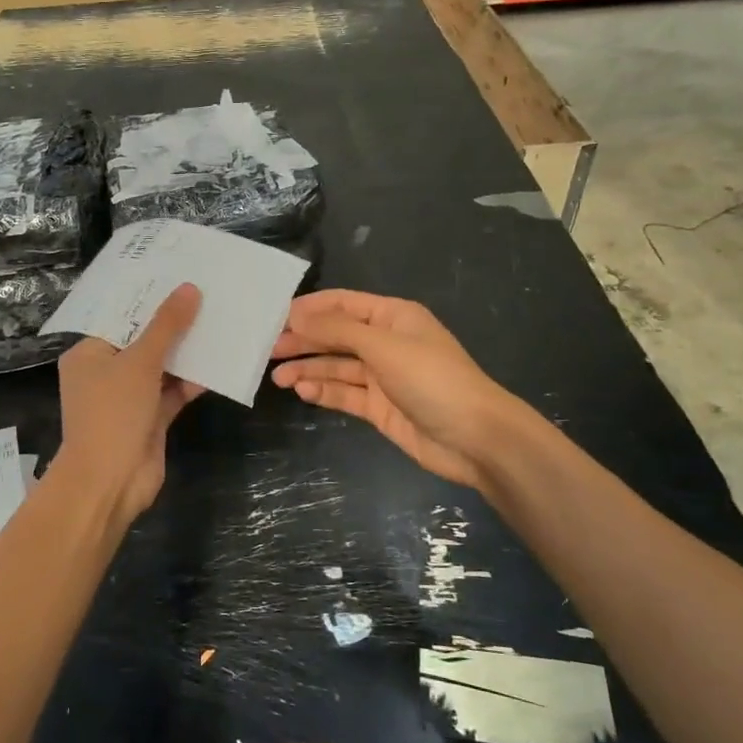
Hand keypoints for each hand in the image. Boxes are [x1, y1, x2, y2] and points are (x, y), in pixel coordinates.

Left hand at [55, 284, 202, 533]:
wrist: (110, 482)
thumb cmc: (113, 413)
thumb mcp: (140, 362)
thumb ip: (166, 326)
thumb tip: (189, 289)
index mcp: (89, 354)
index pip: (118, 318)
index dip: (147, 299)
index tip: (177, 276)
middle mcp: (106, 372)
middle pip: (142, 341)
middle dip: (172, 324)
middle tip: (206, 293)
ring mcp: (129, 398)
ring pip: (161, 367)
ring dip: (186, 351)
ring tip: (219, 320)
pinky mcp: (150, 419)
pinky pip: (173, 392)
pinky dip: (192, 380)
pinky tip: (220, 362)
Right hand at [270, 290, 513, 490]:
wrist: (475, 438)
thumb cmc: (432, 379)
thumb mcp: (384, 346)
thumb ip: (338, 330)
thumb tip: (296, 316)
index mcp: (393, 318)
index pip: (344, 304)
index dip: (311, 308)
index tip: (275, 316)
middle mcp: (386, 343)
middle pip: (336, 336)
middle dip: (304, 340)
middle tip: (268, 348)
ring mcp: (383, 377)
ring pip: (336, 367)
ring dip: (308, 369)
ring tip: (277, 376)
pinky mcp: (379, 407)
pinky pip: (345, 394)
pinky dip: (323, 392)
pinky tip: (303, 392)